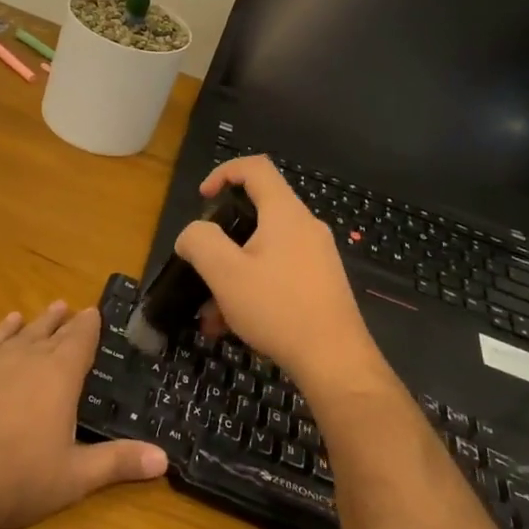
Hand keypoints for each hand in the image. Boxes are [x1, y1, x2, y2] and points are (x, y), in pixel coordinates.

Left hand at [0, 302, 167, 528]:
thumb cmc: (17, 480)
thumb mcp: (74, 477)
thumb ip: (118, 462)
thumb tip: (164, 458)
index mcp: (58, 376)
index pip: (80, 341)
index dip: (90, 326)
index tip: (95, 312)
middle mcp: (26, 358)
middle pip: (50, 332)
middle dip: (64, 321)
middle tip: (73, 308)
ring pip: (20, 333)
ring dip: (36, 322)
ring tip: (48, 309)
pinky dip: (1, 331)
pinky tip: (6, 325)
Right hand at [175, 156, 386, 400]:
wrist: (335, 361)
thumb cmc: (277, 308)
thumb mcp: (225, 272)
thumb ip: (200, 241)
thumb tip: (192, 234)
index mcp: (285, 213)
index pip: (255, 168)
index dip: (224, 172)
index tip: (202, 197)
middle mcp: (306, 228)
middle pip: (257, 213)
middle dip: (222, 239)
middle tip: (202, 263)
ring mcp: (317, 257)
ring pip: (263, 251)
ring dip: (232, 273)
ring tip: (210, 311)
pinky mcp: (321, 285)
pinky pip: (277, 273)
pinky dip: (251, 289)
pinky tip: (231, 326)